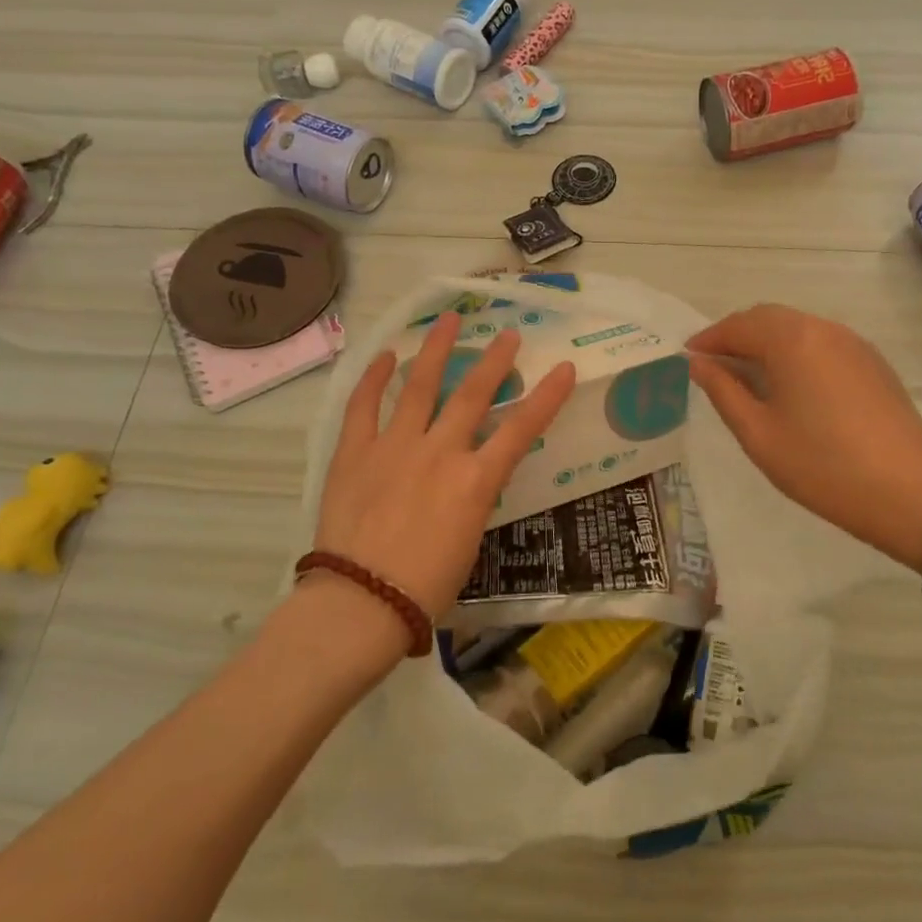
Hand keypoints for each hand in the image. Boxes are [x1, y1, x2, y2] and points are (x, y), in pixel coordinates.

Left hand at [314, 312, 576, 619]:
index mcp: (475, 480)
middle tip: (508, 335)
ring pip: (420, 386)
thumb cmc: (426, 586)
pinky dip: (374, 378)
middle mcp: (440, 451)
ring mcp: (395, 446)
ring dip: (436, 350)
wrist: (362, 601)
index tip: (565, 368)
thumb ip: (472, 498)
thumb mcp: (469, 540)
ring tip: (449, 320)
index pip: (522, 429)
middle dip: (495, 360)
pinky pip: (364, 406)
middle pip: (473, 394)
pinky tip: (386, 356)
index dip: (547, 396)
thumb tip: (469, 479)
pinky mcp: (356, 452)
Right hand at [687, 304, 921, 570]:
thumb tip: (698, 363)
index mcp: (792, 340)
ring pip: (798, 328)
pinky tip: (791, 384)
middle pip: (769, 318)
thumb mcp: (758, 433)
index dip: (709, 339)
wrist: (907, 492)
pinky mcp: (873, 363)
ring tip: (748, 374)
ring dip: (767, 342)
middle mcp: (824, 329)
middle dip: (737, 335)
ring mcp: (854, 343)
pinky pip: (823, 343)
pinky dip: (796, 352)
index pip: (739, 326)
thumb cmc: (820, 465)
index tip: (688, 357)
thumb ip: (723, 391)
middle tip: (714, 365)